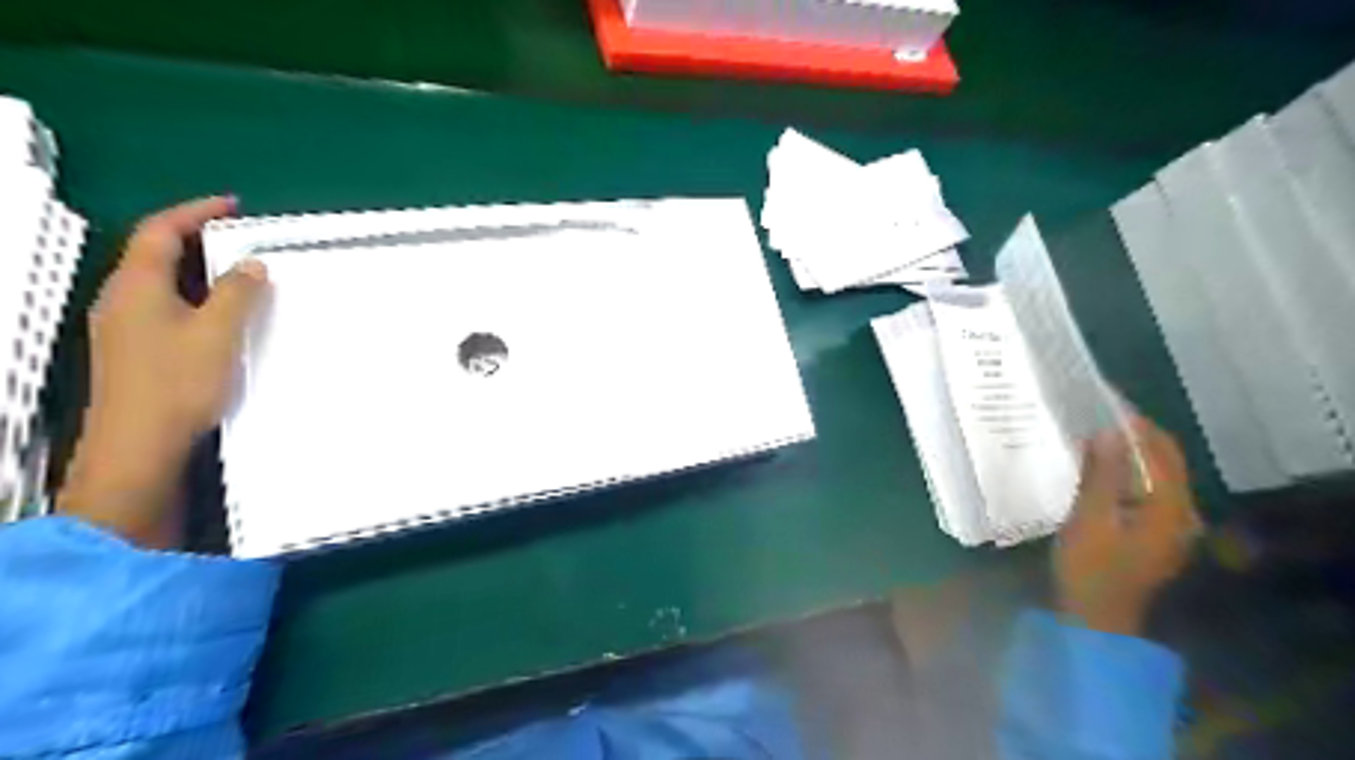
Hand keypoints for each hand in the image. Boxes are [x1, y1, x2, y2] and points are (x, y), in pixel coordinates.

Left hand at [55, 200, 267, 548]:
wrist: (139, 444)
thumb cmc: (177, 383)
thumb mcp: (217, 333)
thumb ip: (237, 295)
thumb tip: (251, 265)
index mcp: (136, 286)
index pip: (159, 232)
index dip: (194, 212)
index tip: (233, 206)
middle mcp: (122, 300)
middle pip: (154, 253)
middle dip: (196, 239)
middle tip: (241, 238)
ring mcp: (124, 326)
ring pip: (161, 282)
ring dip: (198, 270)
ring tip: (239, 273)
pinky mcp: (135, 350)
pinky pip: (165, 306)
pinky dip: (195, 297)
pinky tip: (221, 314)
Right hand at [1053, 415, 1199, 634]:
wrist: (1093, 616)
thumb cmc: (1090, 567)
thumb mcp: (1090, 518)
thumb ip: (1102, 474)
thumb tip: (1108, 431)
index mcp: (1172, 509)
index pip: (1163, 452)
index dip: (1139, 425)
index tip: (1107, 402)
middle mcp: (1180, 514)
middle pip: (1164, 463)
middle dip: (1134, 437)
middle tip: (1096, 415)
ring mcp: (1168, 526)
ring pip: (1153, 477)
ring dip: (1127, 455)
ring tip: (1092, 436)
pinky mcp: (1151, 534)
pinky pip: (1142, 492)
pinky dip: (1123, 474)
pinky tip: (1096, 470)